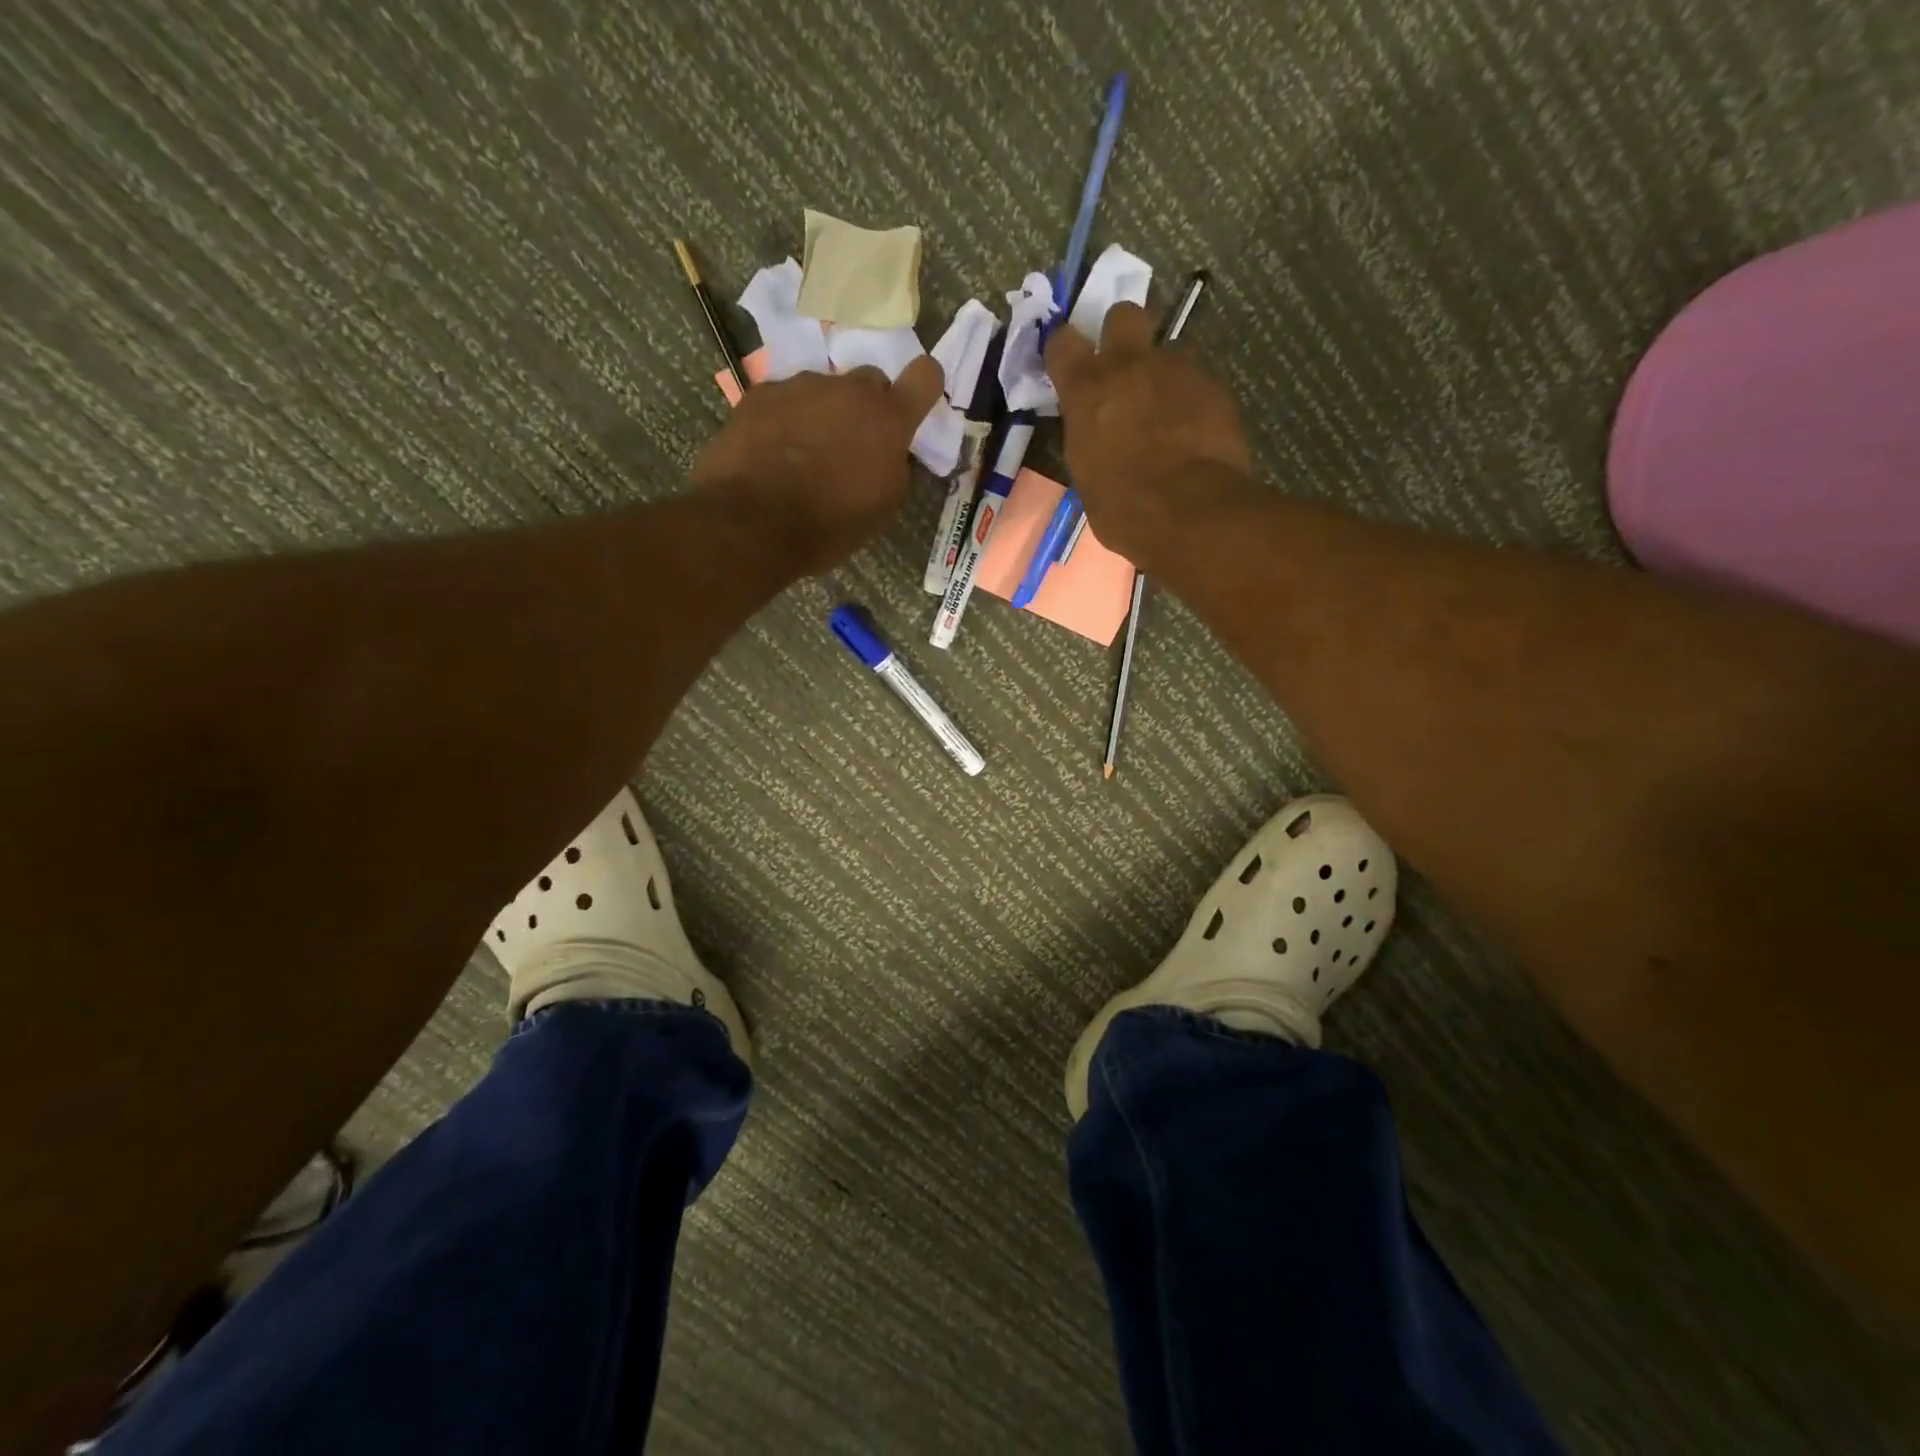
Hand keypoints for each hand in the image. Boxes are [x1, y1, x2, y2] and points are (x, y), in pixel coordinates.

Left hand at [691, 358, 944, 573]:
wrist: (752, 523)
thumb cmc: (829, 525)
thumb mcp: (882, 508)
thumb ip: (896, 468)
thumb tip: (892, 452)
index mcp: (887, 420)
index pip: (926, 376)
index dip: (923, 388)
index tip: (914, 406)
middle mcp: (848, 390)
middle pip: (870, 381)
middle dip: (867, 408)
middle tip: (851, 446)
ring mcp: (801, 386)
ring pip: (824, 390)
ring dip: (823, 414)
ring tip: (803, 455)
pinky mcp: (761, 393)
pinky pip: (784, 399)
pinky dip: (785, 419)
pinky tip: (771, 453)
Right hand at [1046, 302, 1254, 557]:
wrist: (1191, 511)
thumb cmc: (1124, 508)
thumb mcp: (1087, 476)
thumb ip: (1090, 438)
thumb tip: (1099, 435)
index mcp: (1088, 390)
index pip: (1063, 343)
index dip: (1064, 350)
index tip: (1067, 365)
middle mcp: (1130, 365)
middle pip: (1124, 315)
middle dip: (1122, 334)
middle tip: (1124, 369)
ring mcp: (1177, 370)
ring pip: (1167, 352)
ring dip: (1162, 375)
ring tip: (1167, 414)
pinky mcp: (1214, 386)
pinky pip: (1197, 382)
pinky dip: (1192, 401)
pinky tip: (1194, 434)